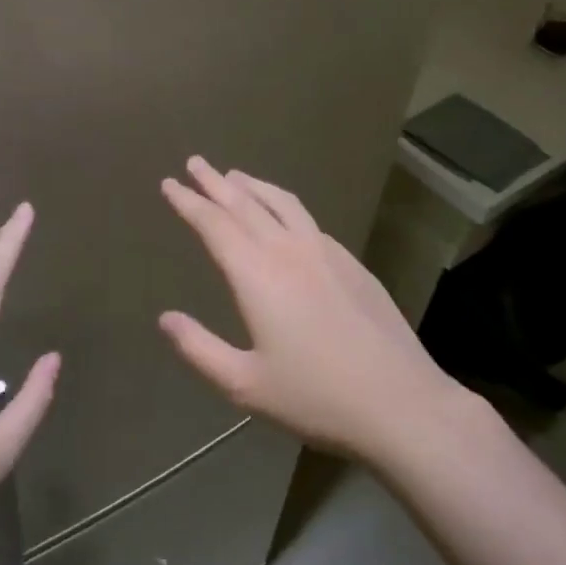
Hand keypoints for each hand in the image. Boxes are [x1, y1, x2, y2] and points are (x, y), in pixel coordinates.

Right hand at [159, 157, 448, 461]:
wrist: (400, 402)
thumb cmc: (315, 397)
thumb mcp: (244, 384)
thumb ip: (199, 349)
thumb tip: (165, 318)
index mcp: (257, 275)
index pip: (214, 224)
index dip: (188, 202)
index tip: (169, 183)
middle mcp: (289, 251)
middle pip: (245, 204)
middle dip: (215, 182)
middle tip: (194, 162)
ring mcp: (326, 252)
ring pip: (282, 204)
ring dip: (253, 186)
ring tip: (235, 176)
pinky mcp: (352, 263)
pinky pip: (308, 220)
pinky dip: (284, 206)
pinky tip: (284, 216)